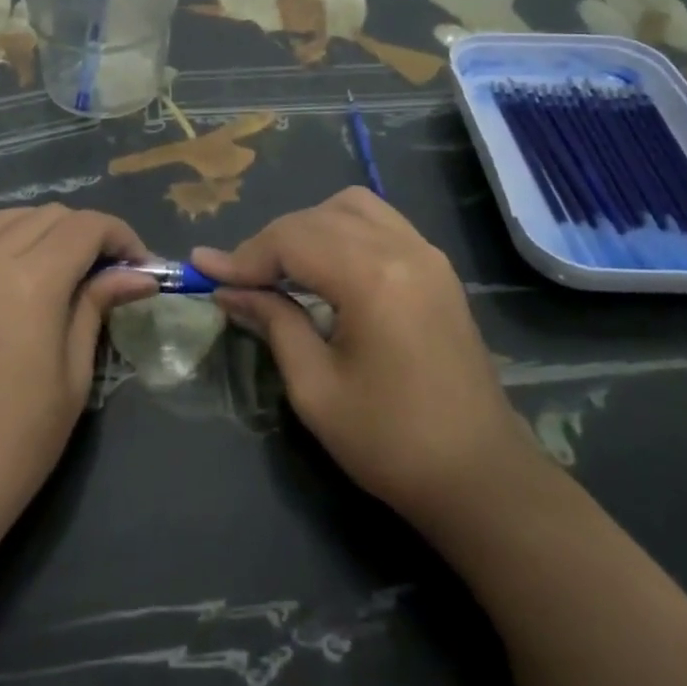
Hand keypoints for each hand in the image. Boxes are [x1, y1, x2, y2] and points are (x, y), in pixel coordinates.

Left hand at [0, 206, 156, 556]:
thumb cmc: (15, 448)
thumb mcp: (72, 379)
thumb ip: (96, 309)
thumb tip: (137, 273)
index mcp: (30, 281)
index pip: (86, 227)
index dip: (121, 236)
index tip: (140, 264)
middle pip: (45, 217)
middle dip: (85, 234)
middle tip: (105, 273)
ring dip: (35, 231)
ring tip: (56, 264)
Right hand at [191, 188, 534, 536]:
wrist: (482, 478)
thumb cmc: (391, 443)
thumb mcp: (315, 388)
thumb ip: (273, 323)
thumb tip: (228, 290)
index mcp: (373, 278)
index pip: (292, 240)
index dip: (244, 255)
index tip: (204, 270)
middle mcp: (403, 249)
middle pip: (317, 217)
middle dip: (271, 242)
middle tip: (240, 280)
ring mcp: (427, 254)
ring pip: (351, 207)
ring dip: (308, 228)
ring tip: (283, 270)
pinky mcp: (437, 268)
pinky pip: (380, 222)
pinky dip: (342, 231)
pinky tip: (327, 268)